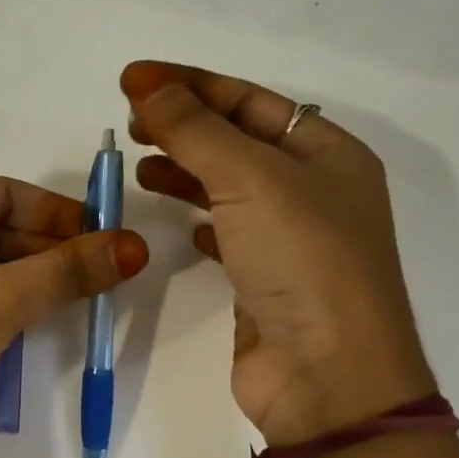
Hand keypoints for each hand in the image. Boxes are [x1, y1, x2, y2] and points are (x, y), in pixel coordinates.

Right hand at [123, 60, 432, 444]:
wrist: (327, 376)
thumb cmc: (301, 262)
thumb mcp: (250, 180)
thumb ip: (195, 131)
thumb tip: (147, 86)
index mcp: (328, 153)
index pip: (250, 100)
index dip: (190, 85)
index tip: (131, 80)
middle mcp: (314, 191)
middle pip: (239, 140)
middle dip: (185, 126)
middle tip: (130, 124)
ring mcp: (291, 239)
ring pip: (230, 188)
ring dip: (186, 172)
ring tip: (140, 168)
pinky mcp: (265, 281)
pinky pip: (228, 234)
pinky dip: (200, 222)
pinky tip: (179, 224)